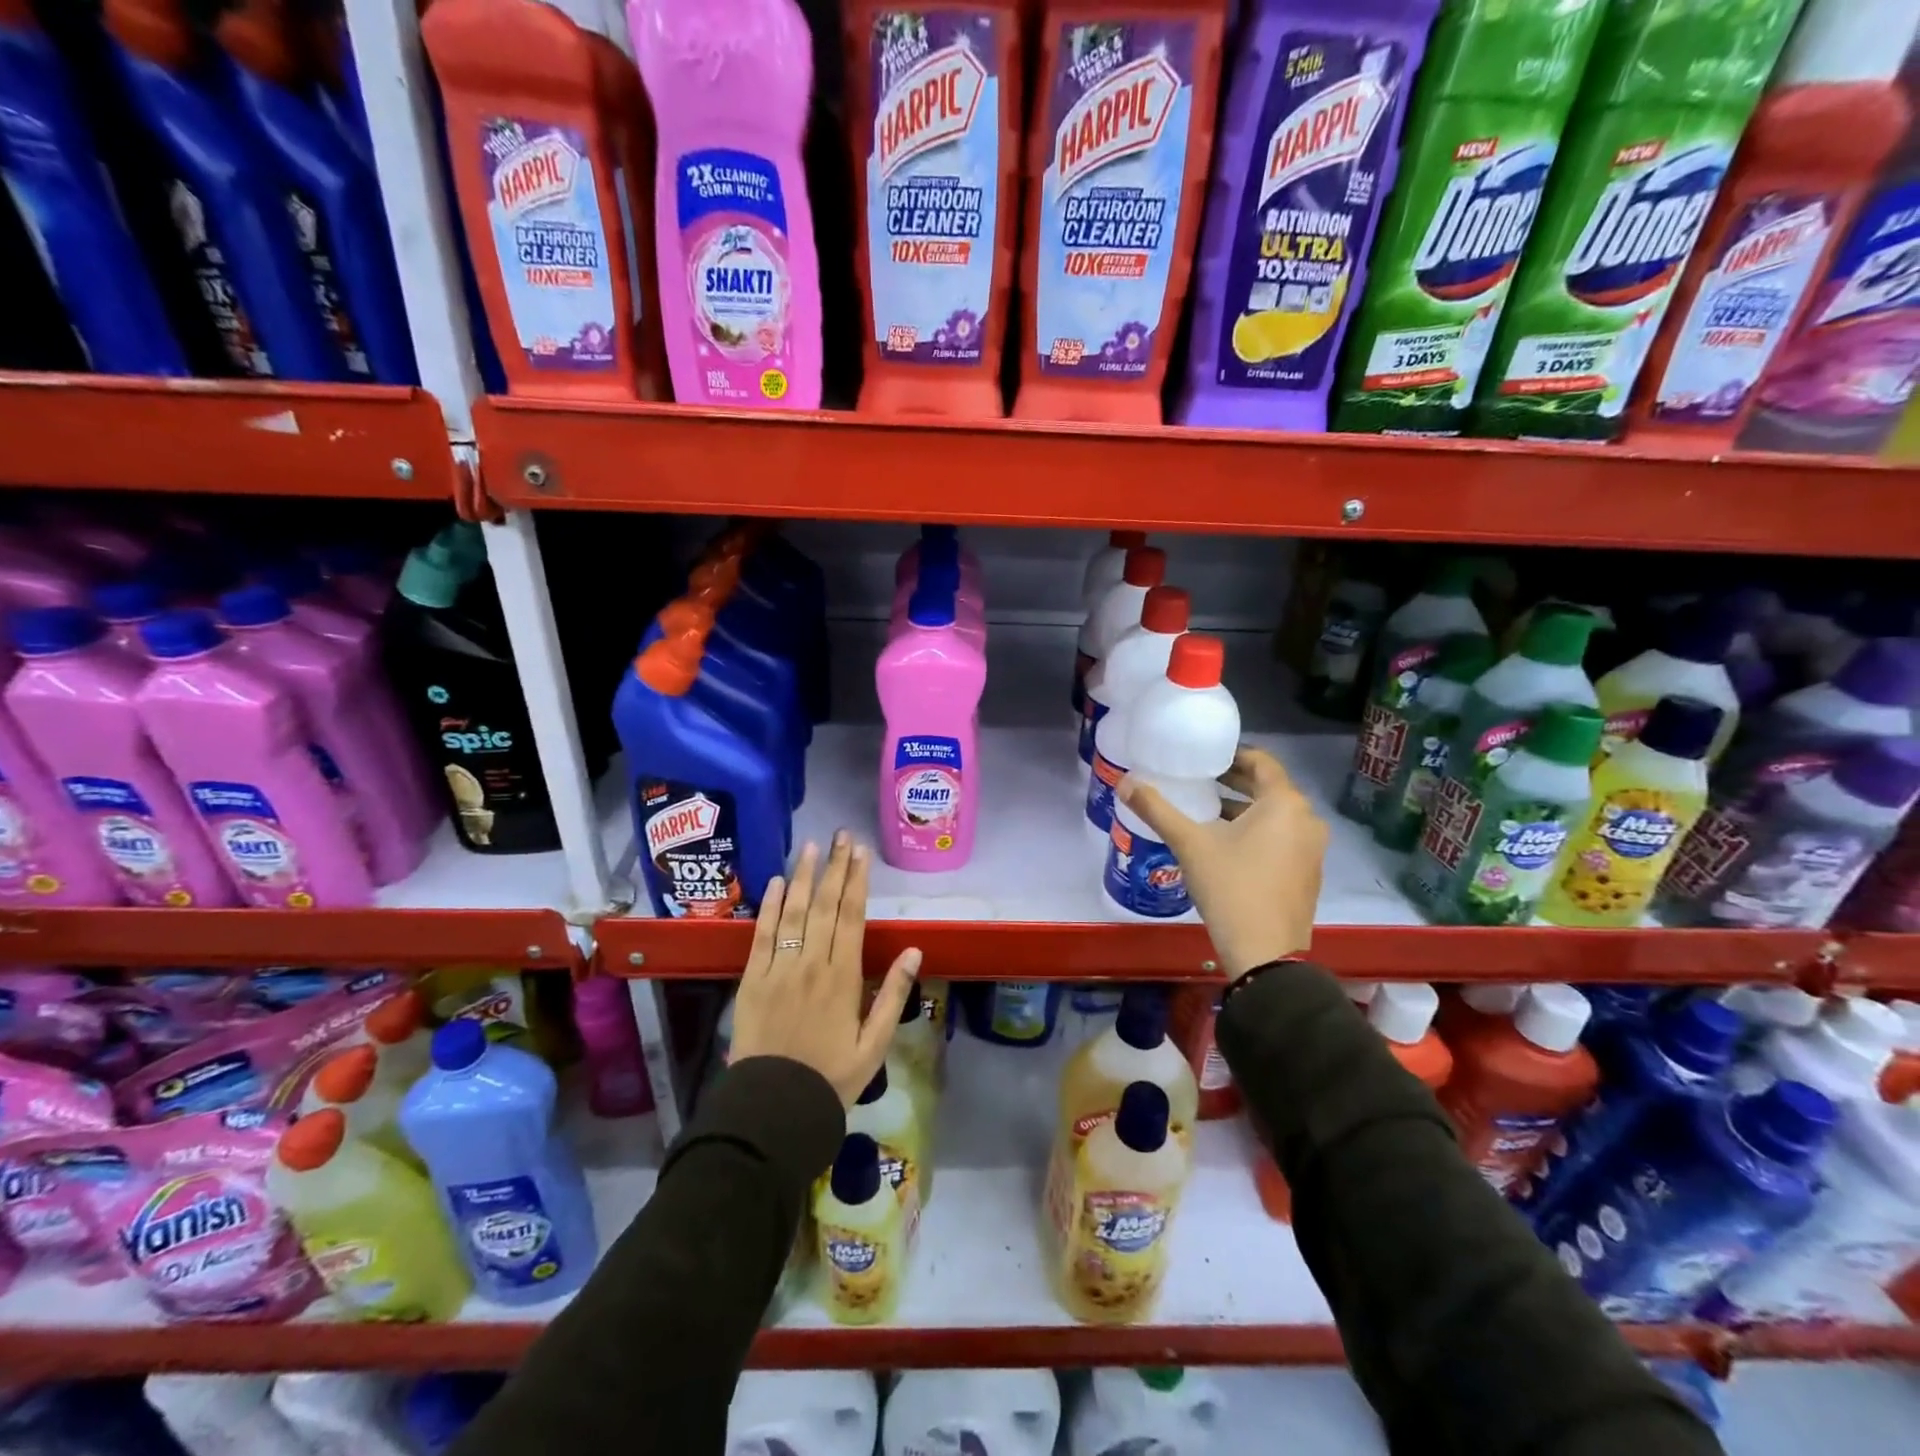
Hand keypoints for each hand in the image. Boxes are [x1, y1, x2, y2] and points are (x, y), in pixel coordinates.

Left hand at [729, 831, 921, 1106]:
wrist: (774, 1106)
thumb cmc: (831, 1077)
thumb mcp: (875, 1044)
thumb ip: (893, 995)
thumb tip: (914, 950)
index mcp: (843, 977)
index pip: (852, 916)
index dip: (857, 881)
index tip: (861, 853)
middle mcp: (811, 963)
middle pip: (824, 905)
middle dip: (834, 867)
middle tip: (841, 836)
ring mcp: (779, 968)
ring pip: (793, 912)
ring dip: (802, 876)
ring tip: (810, 846)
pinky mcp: (752, 979)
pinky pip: (762, 934)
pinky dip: (769, 906)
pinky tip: (775, 882)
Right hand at [1117, 746, 1326, 975]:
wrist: (1266, 953)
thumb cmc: (1230, 887)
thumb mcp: (1189, 844)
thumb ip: (1157, 809)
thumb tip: (1124, 782)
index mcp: (1285, 804)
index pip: (1262, 762)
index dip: (1232, 756)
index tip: (1204, 758)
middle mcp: (1307, 820)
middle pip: (1269, 788)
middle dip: (1235, 782)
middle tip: (1199, 780)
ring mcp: (1312, 850)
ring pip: (1276, 816)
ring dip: (1244, 809)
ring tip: (1207, 811)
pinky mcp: (1308, 874)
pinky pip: (1283, 838)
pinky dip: (1258, 832)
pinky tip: (1227, 845)